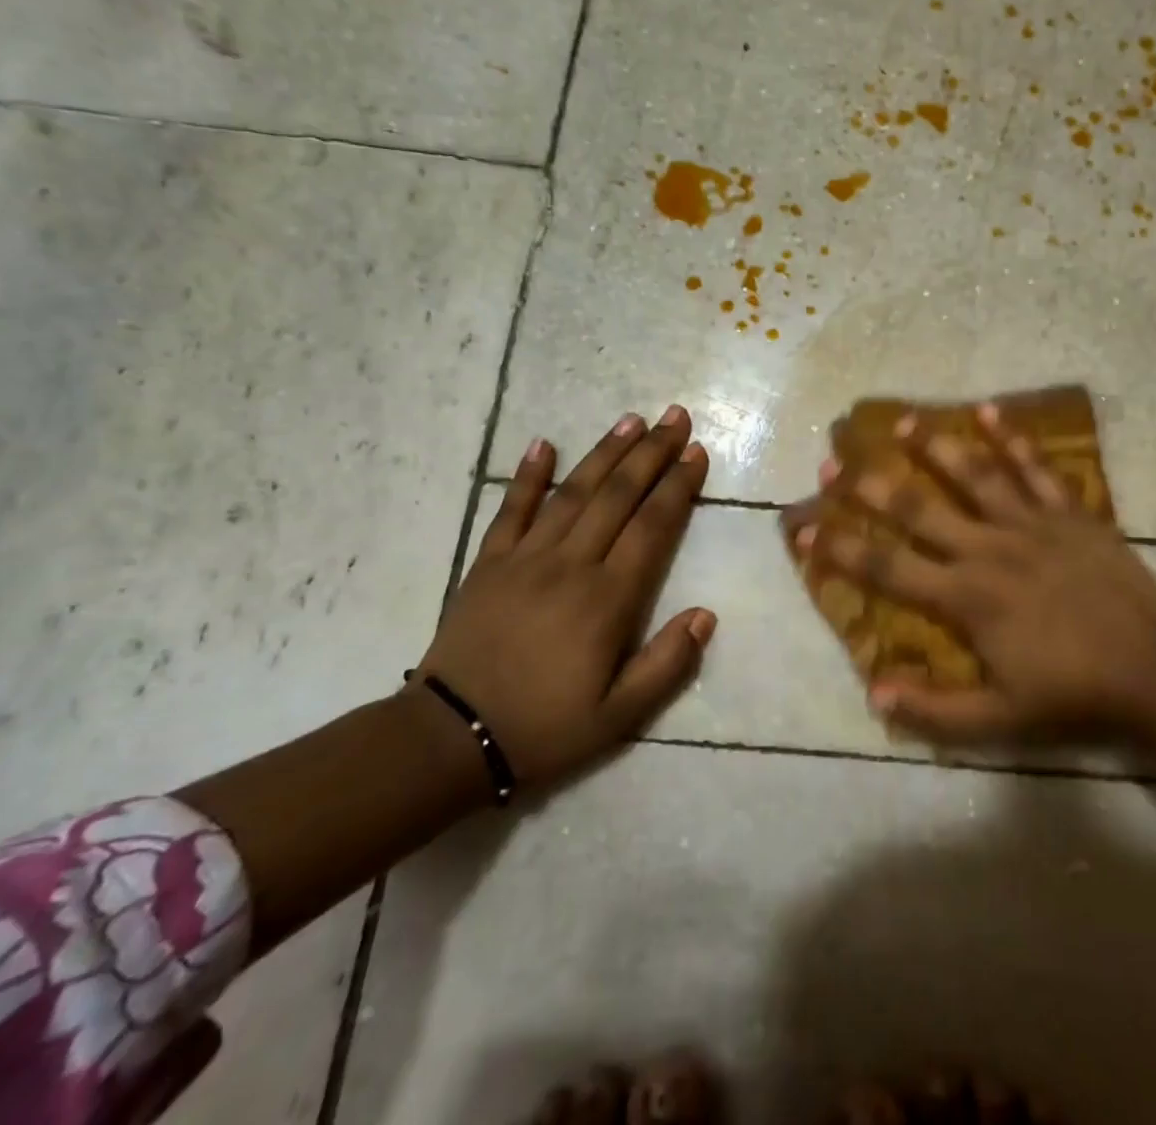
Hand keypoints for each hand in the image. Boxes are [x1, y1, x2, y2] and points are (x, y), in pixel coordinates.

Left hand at [415, 405, 714, 790]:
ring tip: (631, 419)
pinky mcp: (489, 562)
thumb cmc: (544, 728)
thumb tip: (706, 614)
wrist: (449, 739)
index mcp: (608, 599)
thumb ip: (667, 664)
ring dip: (605, 453)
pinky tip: (543, 443)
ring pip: (573, 492)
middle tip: (675, 417)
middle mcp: (571, 565)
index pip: (652, 526)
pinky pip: (511, 509)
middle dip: (651, 453)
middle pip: (618, 496)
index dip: (678, 486)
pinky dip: (528, 475)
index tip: (697, 452)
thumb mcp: (619, 717)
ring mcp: (526, 558)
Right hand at [796, 405, 1155, 745]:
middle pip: (918, 510)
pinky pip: (1036, 468)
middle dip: (870, 486)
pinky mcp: (1068, 513)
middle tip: (834, 461)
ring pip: (973, 475)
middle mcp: (987, 550)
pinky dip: (1012, 438)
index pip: (887, 569)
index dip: (839, 548)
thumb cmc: (1073, 694)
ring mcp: (1030, 525)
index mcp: (965, 598)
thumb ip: (935, 711)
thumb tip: (874, 694)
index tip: (801, 526)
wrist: (1155, 669)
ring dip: (934, 446)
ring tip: (900, 421)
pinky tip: (988, 409)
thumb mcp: (1001, 720)